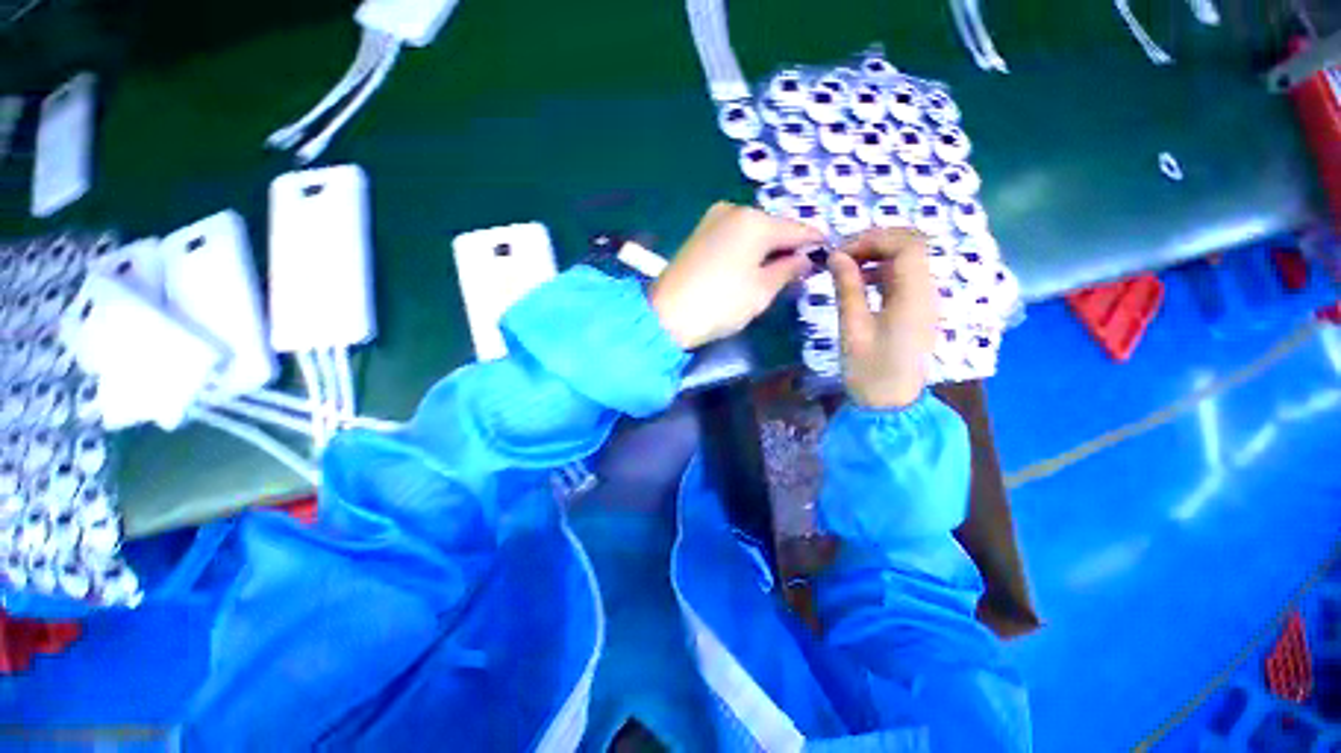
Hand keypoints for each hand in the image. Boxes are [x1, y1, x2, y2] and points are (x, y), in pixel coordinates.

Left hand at [651, 202, 821, 348]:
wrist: (667, 313)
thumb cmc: (721, 303)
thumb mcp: (762, 290)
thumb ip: (788, 270)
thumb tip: (804, 259)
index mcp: (755, 221)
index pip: (798, 229)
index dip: (815, 243)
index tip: (829, 255)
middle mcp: (735, 210)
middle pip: (774, 227)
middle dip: (788, 247)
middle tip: (799, 271)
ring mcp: (714, 219)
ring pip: (754, 231)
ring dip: (768, 248)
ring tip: (776, 273)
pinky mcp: (700, 233)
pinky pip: (735, 236)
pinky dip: (748, 249)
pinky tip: (751, 267)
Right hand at [828, 229, 936, 408]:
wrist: (891, 404)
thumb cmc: (869, 371)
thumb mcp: (852, 329)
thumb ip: (847, 289)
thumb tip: (835, 256)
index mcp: (914, 297)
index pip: (907, 244)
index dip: (874, 239)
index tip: (841, 253)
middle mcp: (926, 292)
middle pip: (912, 246)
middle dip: (876, 242)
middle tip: (842, 256)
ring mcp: (924, 301)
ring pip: (908, 260)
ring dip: (877, 255)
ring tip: (845, 268)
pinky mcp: (916, 310)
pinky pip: (903, 277)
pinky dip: (881, 271)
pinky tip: (859, 283)